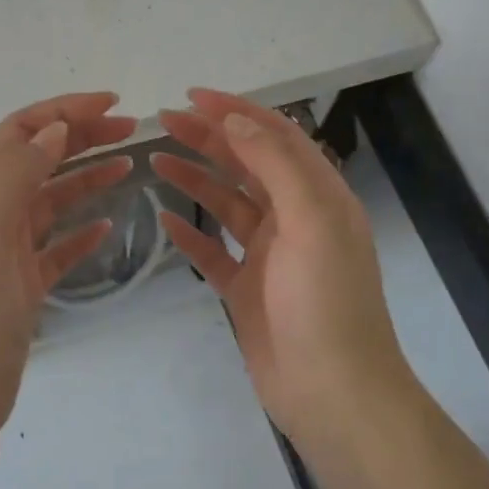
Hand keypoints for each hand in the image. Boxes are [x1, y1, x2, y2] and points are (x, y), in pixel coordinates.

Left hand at [0, 92, 136, 431]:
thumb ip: (16, 172)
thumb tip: (56, 130)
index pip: (24, 130)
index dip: (65, 109)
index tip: (112, 103)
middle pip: (42, 156)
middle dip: (84, 136)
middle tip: (131, 130)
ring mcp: (10, 247)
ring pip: (54, 197)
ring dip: (89, 176)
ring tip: (129, 167)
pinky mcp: (26, 281)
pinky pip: (60, 245)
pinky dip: (84, 231)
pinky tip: (108, 227)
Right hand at [154, 88, 409, 445]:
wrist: (332, 391)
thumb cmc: (325, 301)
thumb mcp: (311, 220)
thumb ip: (276, 164)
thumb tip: (237, 118)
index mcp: (317, 196)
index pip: (275, 136)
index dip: (236, 111)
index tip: (193, 96)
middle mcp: (293, 218)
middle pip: (246, 164)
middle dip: (208, 138)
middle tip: (163, 120)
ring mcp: (268, 255)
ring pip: (225, 203)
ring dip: (194, 178)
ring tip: (156, 158)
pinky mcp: (245, 288)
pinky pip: (211, 251)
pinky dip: (189, 233)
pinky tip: (163, 218)